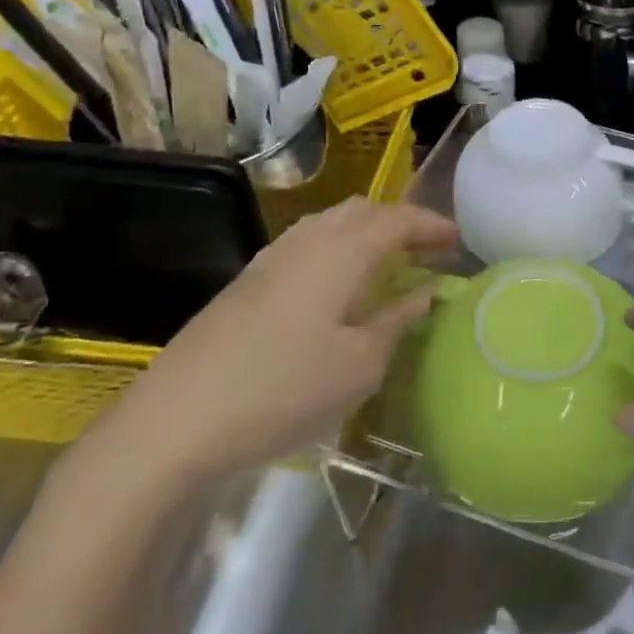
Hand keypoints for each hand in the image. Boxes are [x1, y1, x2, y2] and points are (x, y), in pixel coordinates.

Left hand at [78, 199, 456, 488]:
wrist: (175, 422)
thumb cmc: (283, 389)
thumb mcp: (359, 366)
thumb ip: (396, 322)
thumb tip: (423, 294)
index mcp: (341, 252)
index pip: (397, 219)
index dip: (432, 225)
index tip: (458, 241)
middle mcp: (306, 241)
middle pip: (361, 211)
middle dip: (399, 223)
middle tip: (425, 252)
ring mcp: (270, 259)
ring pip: (329, 225)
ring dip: (365, 235)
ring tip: (386, 266)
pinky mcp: (245, 283)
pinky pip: (305, 246)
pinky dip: (335, 251)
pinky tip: (336, 288)